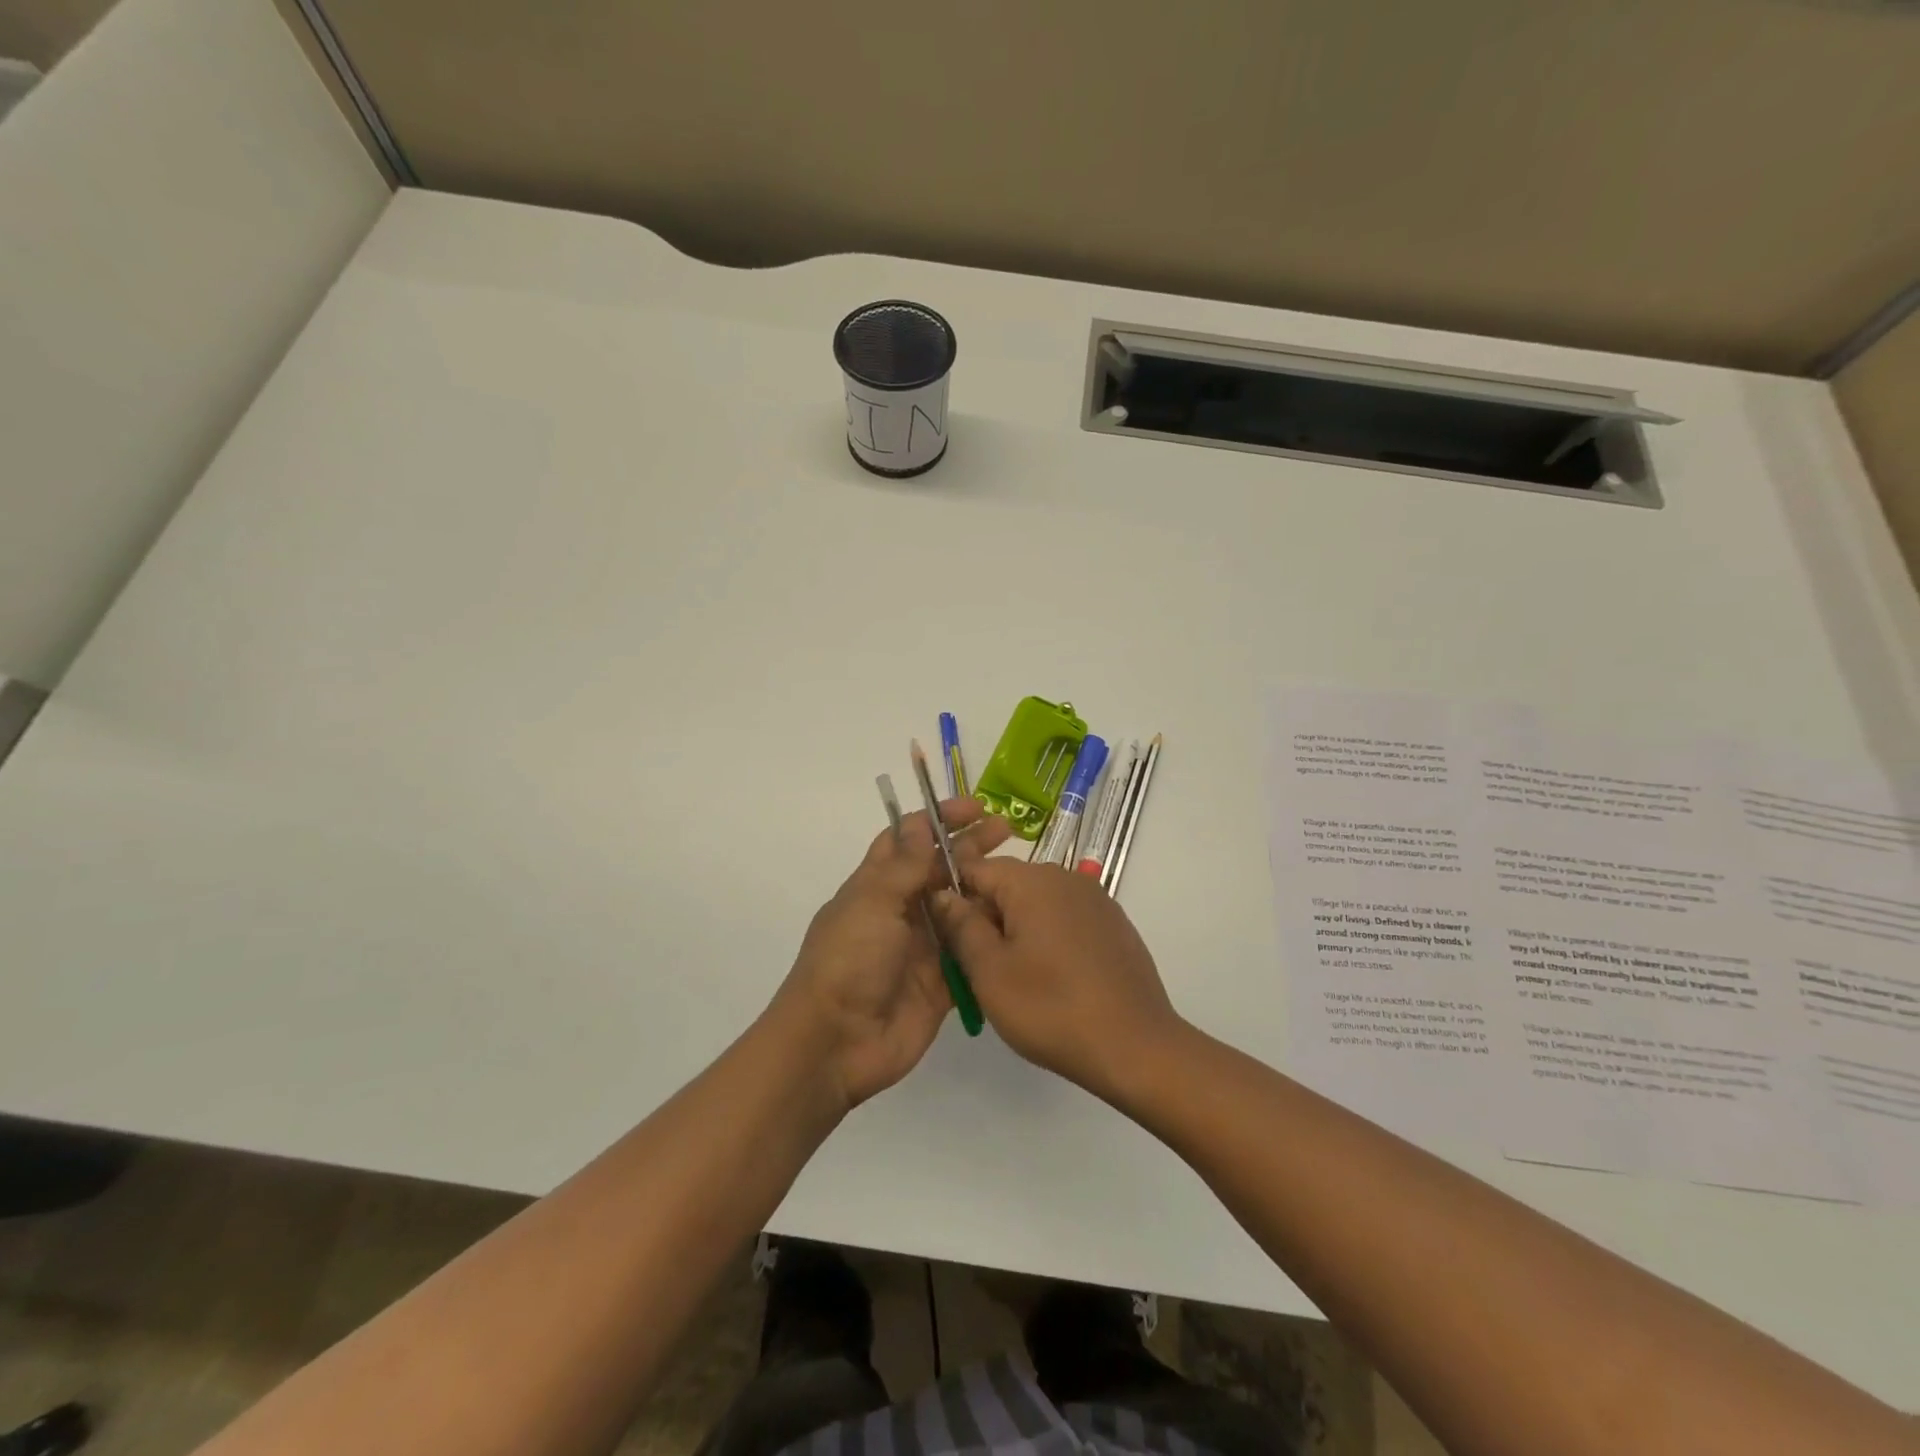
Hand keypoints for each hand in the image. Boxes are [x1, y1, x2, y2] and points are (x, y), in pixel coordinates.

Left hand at [775, 798, 1009, 1110]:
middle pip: (939, 869)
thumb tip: (920, 823)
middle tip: (1007, 831)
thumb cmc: (849, 960)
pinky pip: (969, 951)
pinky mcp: (941, 981)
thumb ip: (904, 865)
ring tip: (1020, 873)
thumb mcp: (873, 902)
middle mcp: (900, 910)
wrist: (837, 1042)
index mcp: (876, 885)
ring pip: (959, 907)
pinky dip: (989, 935)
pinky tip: (1018, 919)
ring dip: (984, 889)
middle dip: (970, 847)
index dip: (938, 820)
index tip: (974, 808)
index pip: (908, 839)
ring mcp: (922, 946)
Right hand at [930, 859, 1181, 1101]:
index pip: (975, 869)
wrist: (1136, 1047)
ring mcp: (1096, 900)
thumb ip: (961, 926)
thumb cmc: (1051, 1008)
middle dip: (986, 919)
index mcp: (1032, 881)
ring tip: (1014, 981)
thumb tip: (943, 894)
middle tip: (978, 969)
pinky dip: (1049, 941)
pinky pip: (1066, 920)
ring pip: (1037, 905)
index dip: (954, 899)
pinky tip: (1052, 981)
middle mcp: (1066, 878)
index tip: (947, 938)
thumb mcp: (990, 972)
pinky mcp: (1114, 925)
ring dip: (1017, 932)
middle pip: (1008, 886)